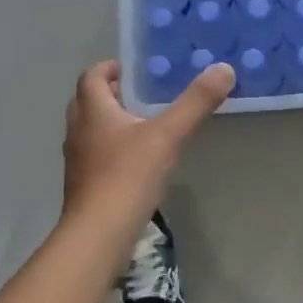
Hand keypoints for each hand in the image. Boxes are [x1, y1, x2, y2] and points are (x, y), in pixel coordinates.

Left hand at [62, 60, 233, 239]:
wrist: (99, 234)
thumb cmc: (128, 176)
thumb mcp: (167, 135)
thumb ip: (195, 102)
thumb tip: (224, 68)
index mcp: (93, 110)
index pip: (92, 76)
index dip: (111, 68)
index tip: (136, 70)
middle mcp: (78, 130)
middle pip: (88, 101)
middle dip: (113, 94)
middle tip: (144, 94)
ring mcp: (78, 160)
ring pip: (91, 130)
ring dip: (112, 122)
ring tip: (146, 125)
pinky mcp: (83, 185)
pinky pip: (96, 155)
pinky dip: (113, 149)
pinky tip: (138, 161)